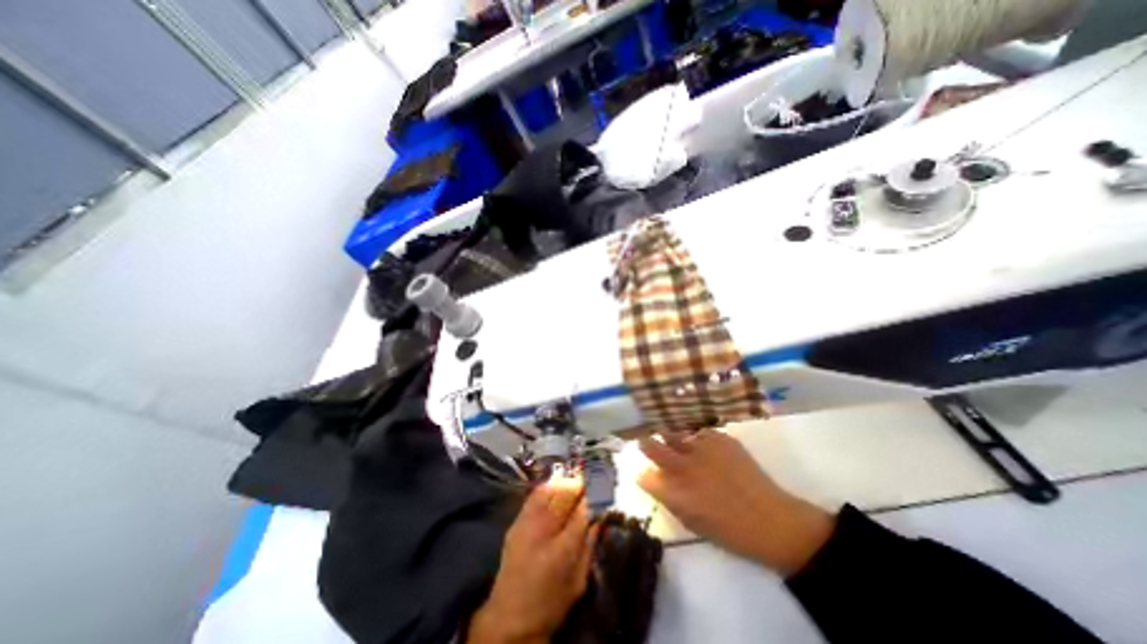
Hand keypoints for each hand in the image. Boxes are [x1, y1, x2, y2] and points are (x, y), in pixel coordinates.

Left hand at [465, 474, 596, 643]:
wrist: (510, 618)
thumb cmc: (552, 602)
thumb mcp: (579, 579)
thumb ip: (590, 544)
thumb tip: (600, 516)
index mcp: (564, 547)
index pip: (584, 509)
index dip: (595, 494)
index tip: (604, 488)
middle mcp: (544, 529)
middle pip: (566, 493)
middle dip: (581, 484)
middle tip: (592, 482)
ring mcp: (527, 522)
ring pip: (550, 488)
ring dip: (565, 483)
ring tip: (576, 483)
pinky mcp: (516, 521)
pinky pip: (535, 494)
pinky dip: (549, 487)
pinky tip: (557, 487)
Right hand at [637, 430, 835, 576]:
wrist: (772, 520)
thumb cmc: (729, 530)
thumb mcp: (690, 520)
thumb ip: (668, 497)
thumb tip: (653, 478)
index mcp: (673, 491)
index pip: (644, 475)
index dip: (644, 473)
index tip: (647, 472)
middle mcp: (682, 465)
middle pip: (650, 445)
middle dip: (646, 443)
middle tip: (647, 442)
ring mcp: (700, 448)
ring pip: (673, 432)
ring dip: (671, 437)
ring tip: (675, 439)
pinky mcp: (719, 437)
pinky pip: (699, 431)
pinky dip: (697, 437)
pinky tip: (704, 445)